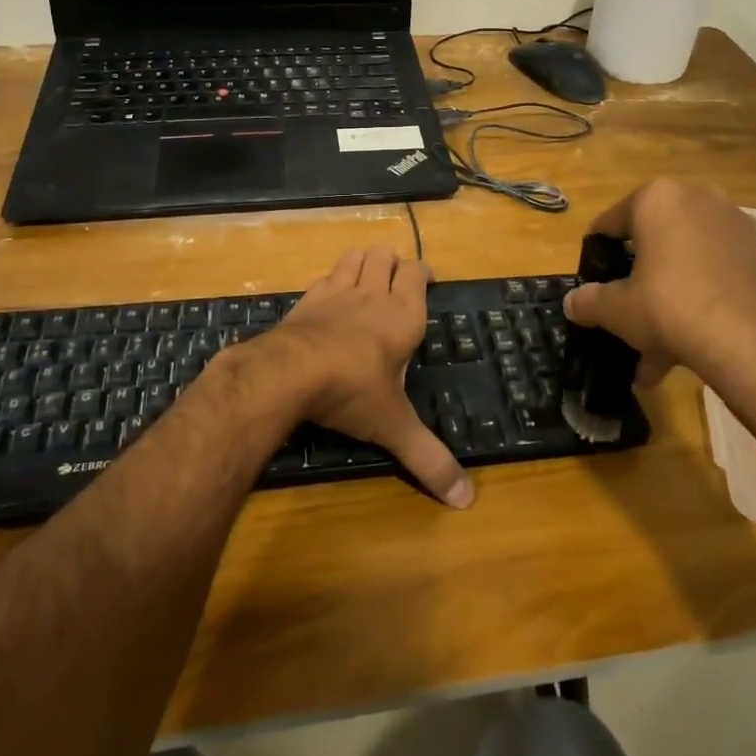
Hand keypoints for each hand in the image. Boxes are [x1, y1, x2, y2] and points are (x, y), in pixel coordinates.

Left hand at [259, 246, 473, 509]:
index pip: (417, 272)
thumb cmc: (352, 391)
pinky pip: (325, 277)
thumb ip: (428, 459)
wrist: (289, 372)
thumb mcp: (394, 427)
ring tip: (366, 283)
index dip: (423, 272)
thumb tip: (466, 500)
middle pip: (385, 254)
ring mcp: (336, 291)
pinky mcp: (307, 299)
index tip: (427, 281)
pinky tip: (330, 303)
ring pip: (354, 256)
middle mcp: (372, 294)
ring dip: (363, 263)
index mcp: (402, 314)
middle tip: (395, 286)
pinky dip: (332, 282)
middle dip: (392, 263)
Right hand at [562, 180, 755, 418]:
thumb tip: (572, 304)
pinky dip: (698, 302)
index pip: (611, 222)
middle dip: (638, 281)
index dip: (598, 254)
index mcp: (657, 198)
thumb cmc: (670, 307)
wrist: (753, 341)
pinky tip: (686, 348)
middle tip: (625, 314)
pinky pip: (713, 275)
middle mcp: (698, 199)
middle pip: (652, 242)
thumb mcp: (617, 309)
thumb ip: (589, 301)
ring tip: (653, 350)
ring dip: (666, 299)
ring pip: (684, 263)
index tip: (594, 282)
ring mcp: (734, 226)